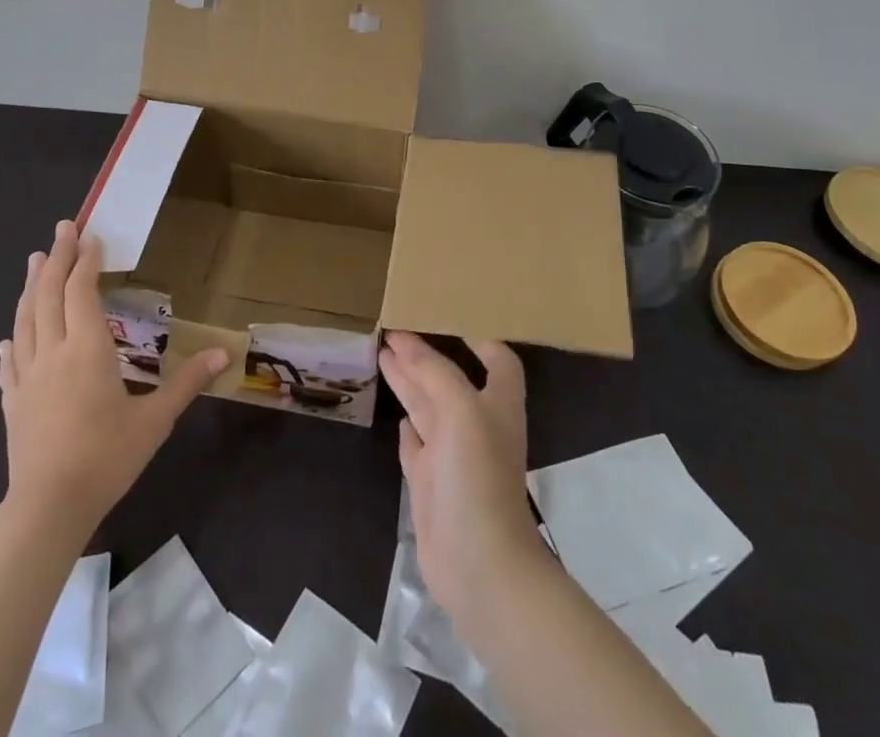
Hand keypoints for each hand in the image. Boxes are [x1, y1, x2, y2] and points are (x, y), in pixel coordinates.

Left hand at [0, 221, 227, 529]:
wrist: (48, 508)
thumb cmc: (106, 458)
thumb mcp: (155, 420)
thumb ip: (186, 382)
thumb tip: (225, 354)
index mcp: (87, 349)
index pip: (82, 291)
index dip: (85, 261)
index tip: (90, 235)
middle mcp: (52, 352)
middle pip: (49, 294)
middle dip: (55, 258)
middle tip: (61, 228)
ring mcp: (26, 377)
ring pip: (25, 320)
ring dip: (31, 287)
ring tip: (33, 261)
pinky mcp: (12, 402)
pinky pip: (9, 362)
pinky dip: (11, 342)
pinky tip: (7, 339)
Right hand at [379, 331, 548, 619]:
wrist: (479, 565)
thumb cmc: (478, 477)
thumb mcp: (461, 410)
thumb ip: (434, 372)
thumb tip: (405, 341)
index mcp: (497, 404)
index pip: (497, 359)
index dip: (479, 336)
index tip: (449, 314)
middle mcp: (477, 425)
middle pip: (450, 379)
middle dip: (425, 354)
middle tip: (393, 329)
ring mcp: (453, 456)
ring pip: (428, 408)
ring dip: (409, 382)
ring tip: (383, 355)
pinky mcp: (432, 485)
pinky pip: (417, 446)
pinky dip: (408, 429)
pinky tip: (398, 416)